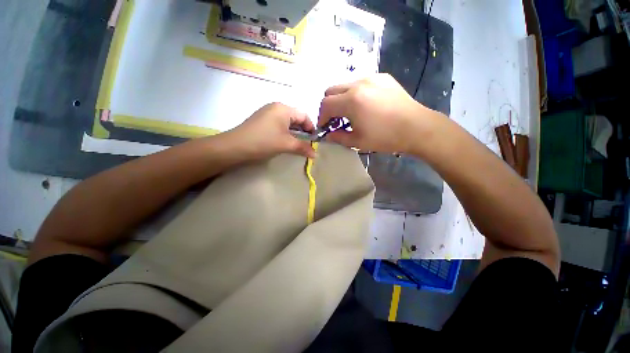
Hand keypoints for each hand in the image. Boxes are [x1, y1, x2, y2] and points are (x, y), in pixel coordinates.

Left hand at [227, 102, 315, 160]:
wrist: (235, 146)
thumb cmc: (264, 142)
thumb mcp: (286, 144)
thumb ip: (303, 148)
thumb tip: (316, 155)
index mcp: (283, 108)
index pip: (304, 115)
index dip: (311, 128)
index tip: (314, 140)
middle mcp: (276, 107)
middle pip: (296, 118)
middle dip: (303, 131)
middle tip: (307, 143)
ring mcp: (267, 113)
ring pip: (287, 122)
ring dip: (294, 133)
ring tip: (297, 144)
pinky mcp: (262, 120)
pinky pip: (279, 124)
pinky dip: (285, 132)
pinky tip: (285, 141)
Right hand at [318, 74, 437, 153]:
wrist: (417, 127)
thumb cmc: (385, 137)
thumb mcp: (357, 142)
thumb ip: (338, 137)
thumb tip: (327, 136)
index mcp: (351, 101)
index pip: (325, 105)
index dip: (321, 117)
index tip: (325, 127)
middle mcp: (358, 84)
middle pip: (331, 90)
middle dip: (328, 106)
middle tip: (335, 119)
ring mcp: (371, 77)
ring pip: (345, 85)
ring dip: (341, 98)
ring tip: (350, 112)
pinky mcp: (382, 77)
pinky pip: (360, 82)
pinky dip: (355, 93)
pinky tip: (365, 105)